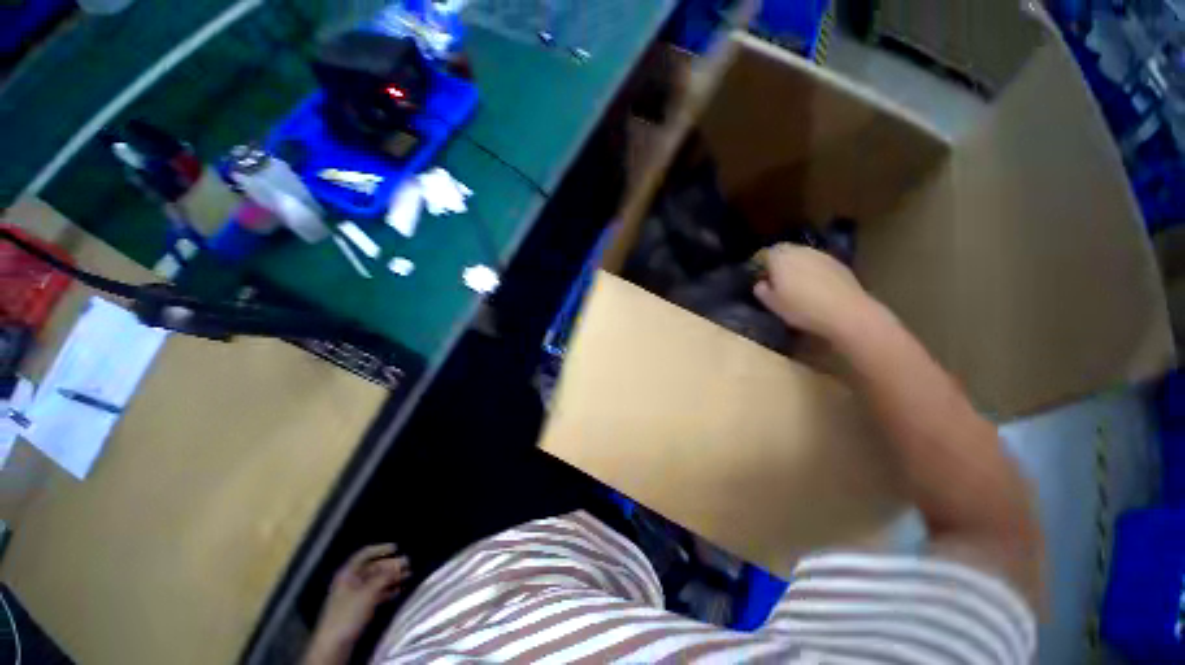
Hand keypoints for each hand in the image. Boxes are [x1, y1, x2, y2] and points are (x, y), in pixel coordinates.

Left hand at [304, 544, 410, 664]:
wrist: (333, 645)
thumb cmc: (348, 614)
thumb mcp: (368, 593)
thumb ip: (385, 576)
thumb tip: (401, 562)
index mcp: (347, 574)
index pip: (364, 554)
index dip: (380, 549)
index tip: (397, 548)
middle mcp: (350, 582)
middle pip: (372, 568)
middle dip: (390, 566)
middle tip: (408, 565)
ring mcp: (353, 596)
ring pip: (376, 581)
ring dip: (391, 578)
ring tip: (408, 577)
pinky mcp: (358, 608)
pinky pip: (375, 594)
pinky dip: (387, 591)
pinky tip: (398, 592)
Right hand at [753, 244, 869, 337]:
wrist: (846, 312)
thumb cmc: (801, 308)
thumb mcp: (772, 304)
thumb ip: (761, 290)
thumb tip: (761, 283)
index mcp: (780, 258)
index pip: (765, 253)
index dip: (762, 265)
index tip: (762, 278)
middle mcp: (800, 251)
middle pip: (785, 251)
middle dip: (779, 263)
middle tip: (778, 281)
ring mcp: (821, 255)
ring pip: (803, 256)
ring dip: (797, 266)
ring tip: (797, 285)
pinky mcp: (838, 263)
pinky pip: (818, 264)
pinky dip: (813, 272)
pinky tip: (816, 288)